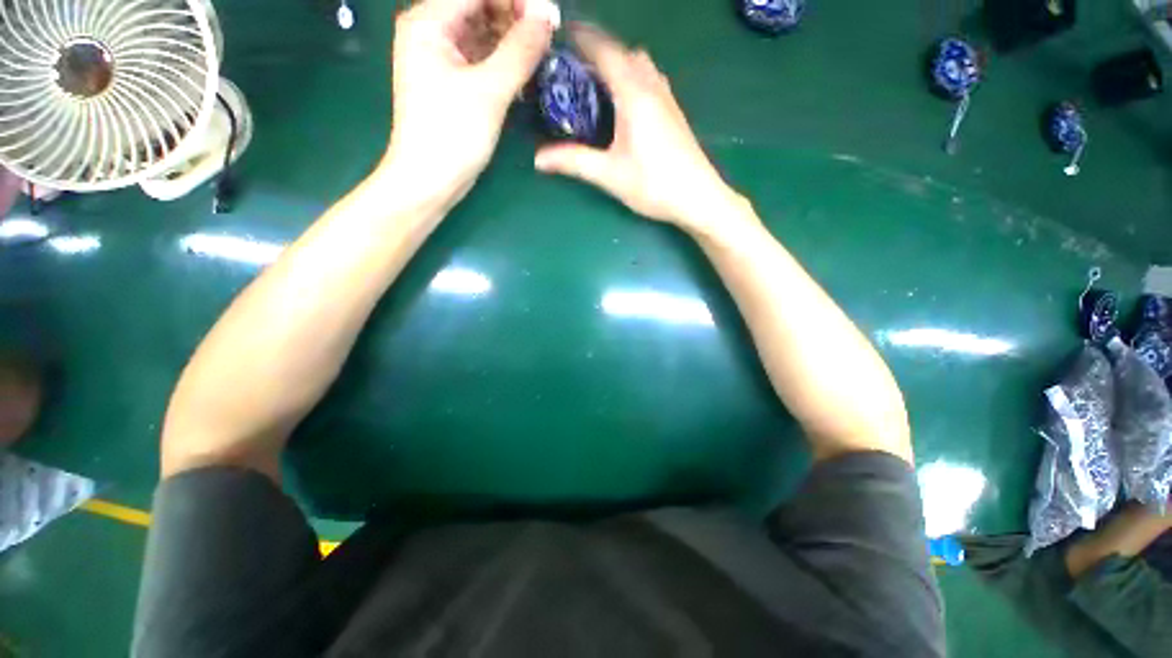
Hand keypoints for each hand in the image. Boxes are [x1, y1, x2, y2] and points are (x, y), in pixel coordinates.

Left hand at [383, 0, 557, 204]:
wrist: (429, 180)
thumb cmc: (452, 134)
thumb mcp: (489, 90)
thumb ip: (520, 50)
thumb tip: (548, 16)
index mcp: (429, 21)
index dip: (516, 0)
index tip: (548, 19)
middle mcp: (431, 31)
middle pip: (479, 6)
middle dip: (515, 16)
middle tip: (547, 39)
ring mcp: (440, 57)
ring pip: (482, 31)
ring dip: (511, 39)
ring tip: (539, 56)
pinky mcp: (451, 81)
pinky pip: (480, 56)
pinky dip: (502, 60)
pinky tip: (522, 71)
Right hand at [534, 26, 738, 231]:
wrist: (698, 198)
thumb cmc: (654, 185)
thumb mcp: (609, 175)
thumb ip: (574, 162)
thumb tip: (537, 159)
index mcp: (634, 94)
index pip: (605, 51)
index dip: (583, 38)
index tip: (562, 33)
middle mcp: (653, 87)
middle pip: (624, 53)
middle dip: (600, 51)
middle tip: (575, 67)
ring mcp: (668, 99)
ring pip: (641, 65)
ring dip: (619, 63)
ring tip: (598, 83)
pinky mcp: (675, 113)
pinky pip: (651, 80)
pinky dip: (634, 78)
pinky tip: (625, 103)